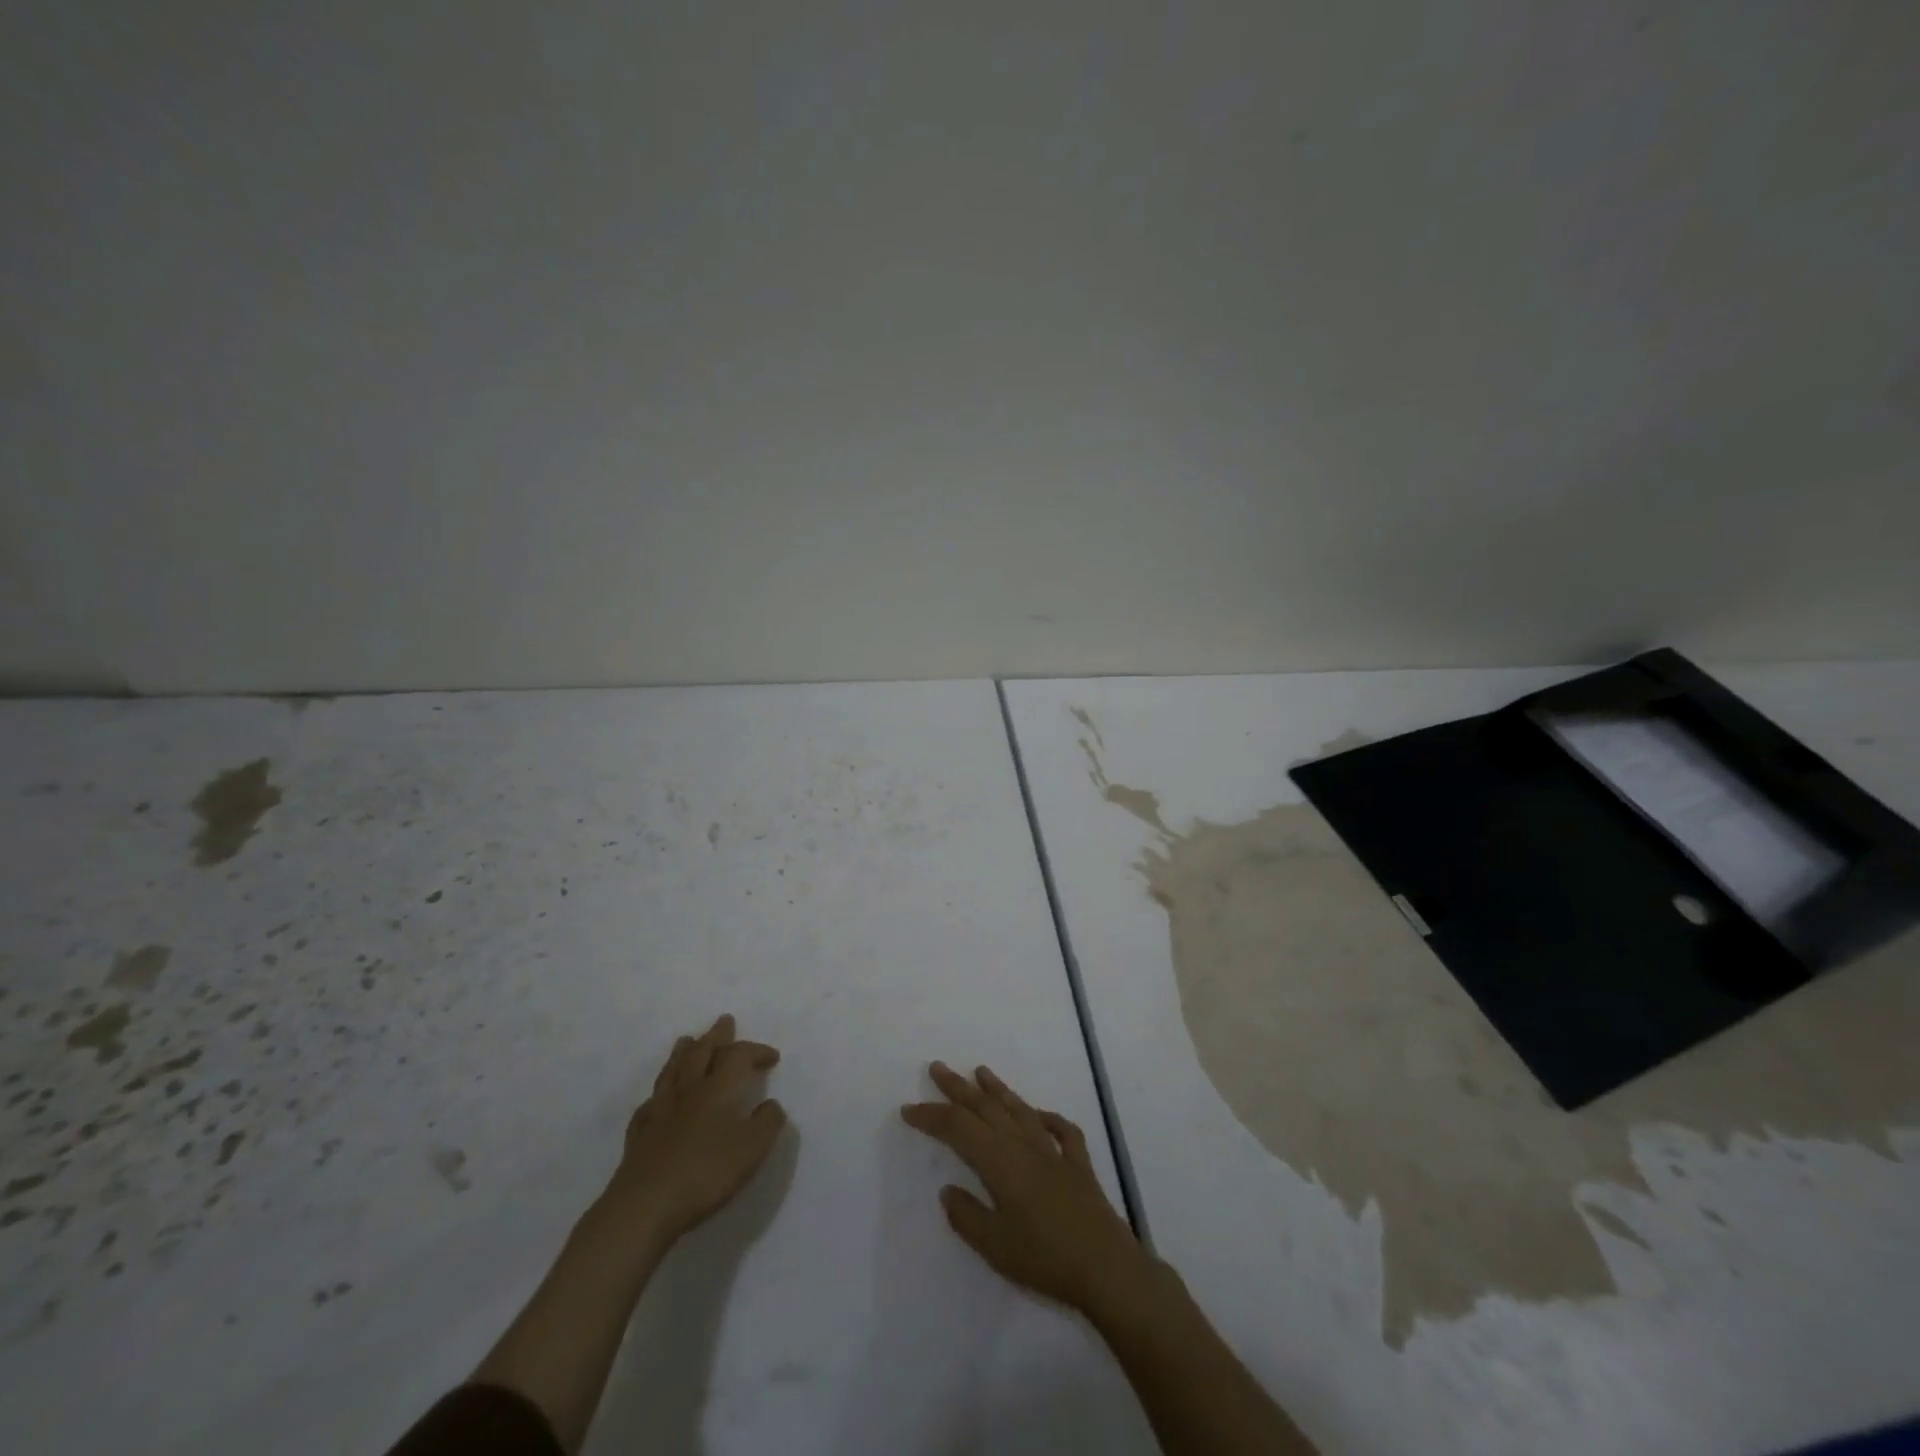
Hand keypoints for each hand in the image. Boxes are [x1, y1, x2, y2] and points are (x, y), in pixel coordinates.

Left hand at [606, 1014, 786, 1246]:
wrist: (644, 1206)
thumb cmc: (705, 1173)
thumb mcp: (752, 1149)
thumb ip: (767, 1123)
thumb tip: (770, 1104)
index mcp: (717, 1089)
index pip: (738, 1056)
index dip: (756, 1051)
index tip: (772, 1057)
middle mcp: (688, 1091)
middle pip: (701, 1053)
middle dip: (716, 1036)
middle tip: (724, 1021)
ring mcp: (659, 1112)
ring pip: (672, 1071)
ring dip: (683, 1053)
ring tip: (687, 1040)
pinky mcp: (639, 1135)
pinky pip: (650, 1104)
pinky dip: (659, 1093)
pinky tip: (658, 1098)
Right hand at [902, 1061, 1153, 1315]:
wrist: (1107, 1268)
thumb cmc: (1045, 1259)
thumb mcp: (994, 1247)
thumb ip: (967, 1216)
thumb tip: (948, 1190)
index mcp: (1000, 1161)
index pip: (958, 1129)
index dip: (932, 1116)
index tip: (909, 1109)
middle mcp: (1025, 1145)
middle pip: (987, 1108)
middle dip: (959, 1088)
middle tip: (938, 1068)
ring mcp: (1055, 1151)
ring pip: (1021, 1110)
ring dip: (998, 1090)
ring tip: (981, 1072)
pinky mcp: (1079, 1164)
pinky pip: (1062, 1130)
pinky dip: (1048, 1118)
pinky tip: (1040, 1116)